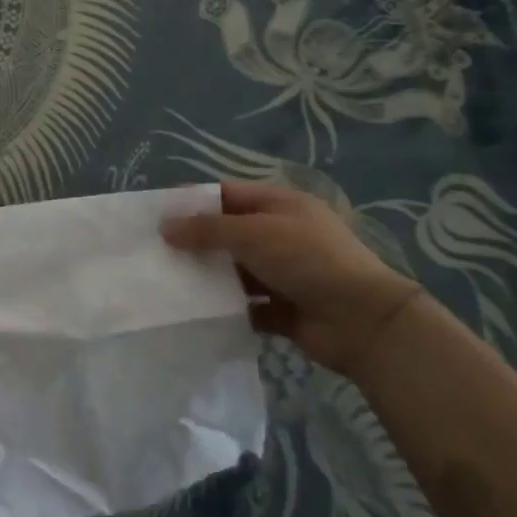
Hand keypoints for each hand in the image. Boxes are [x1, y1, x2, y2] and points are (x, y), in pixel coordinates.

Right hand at [162, 181, 422, 377]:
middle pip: (228, 233)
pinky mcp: (282, 309)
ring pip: (234, 270)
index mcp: (279, 205)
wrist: (363, 322)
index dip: (192, 201)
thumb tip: (165, 227)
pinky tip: (195, 312)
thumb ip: (207, 229)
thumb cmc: (307, 260)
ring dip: (207, 276)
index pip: (226, 194)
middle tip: (154, 250)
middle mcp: (280, 235)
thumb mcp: (254, 233)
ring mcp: (282, 273)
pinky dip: (224, 308)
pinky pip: (245, 305)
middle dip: (194, 241)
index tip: (156, 213)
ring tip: (166, 282)